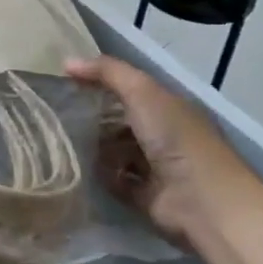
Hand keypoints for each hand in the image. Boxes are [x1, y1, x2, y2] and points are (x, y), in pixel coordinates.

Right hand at [66, 55, 262, 249]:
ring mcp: (155, 166)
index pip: (129, 88)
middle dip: (93, 116)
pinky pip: (116, 180)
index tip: (66, 80)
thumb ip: (108, 73)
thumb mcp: (142, 92)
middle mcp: (163, 134)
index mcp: (168, 106)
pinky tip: (81, 167)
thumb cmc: (176, 138)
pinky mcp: (145, 195)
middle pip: (120, 120)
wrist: (203, 201)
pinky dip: (102, 175)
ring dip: (95, 147)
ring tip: (65, 140)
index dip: (101, 82)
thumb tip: (67, 62)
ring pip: (116, 150)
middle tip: (59, 112)